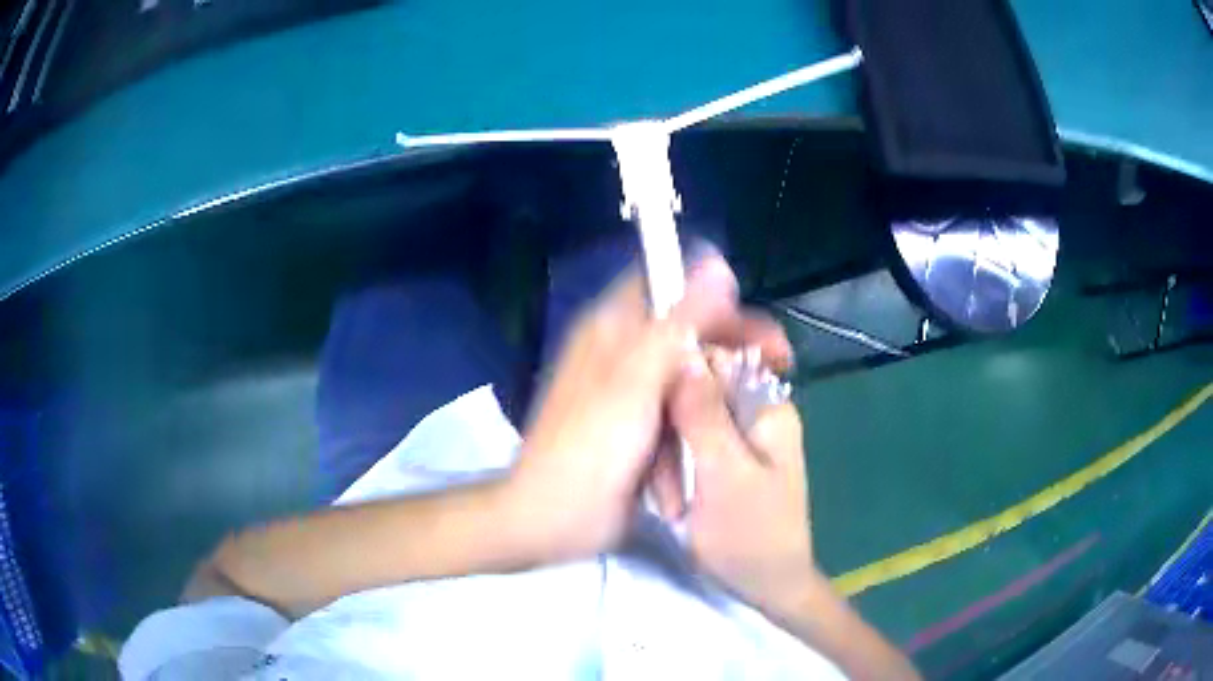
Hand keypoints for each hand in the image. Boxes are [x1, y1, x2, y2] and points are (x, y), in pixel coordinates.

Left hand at [510, 254, 790, 561]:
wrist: (554, 520)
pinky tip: (716, 447)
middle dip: (732, 349)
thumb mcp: (637, 380)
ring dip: (718, 397)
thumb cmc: (591, 448)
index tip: (755, 321)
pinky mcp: (640, 428)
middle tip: (782, 362)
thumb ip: (678, 324)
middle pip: (687, 334)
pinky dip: (696, 429)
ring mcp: (631, 393)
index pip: (670, 288)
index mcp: (612, 328)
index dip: (715, 297)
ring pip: (689, 376)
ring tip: (757, 407)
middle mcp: (622, 352)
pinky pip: (681, 413)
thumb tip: (716, 263)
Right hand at [665, 349, 814, 610]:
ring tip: (669, 502)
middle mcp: (754, 413)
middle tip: (662, 483)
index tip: (650, 418)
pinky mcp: (723, 461)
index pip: (714, 361)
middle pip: (696, 393)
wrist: (766, 586)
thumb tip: (683, 349)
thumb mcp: (724, 473)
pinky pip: (688, 446)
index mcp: (766, 406)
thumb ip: (704, 413)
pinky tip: (671, 501)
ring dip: (669, 459)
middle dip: (671, 432)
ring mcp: (739, 438)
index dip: (676, 381)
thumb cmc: (750, 534)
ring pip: (686, 422)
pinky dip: (674, 471)